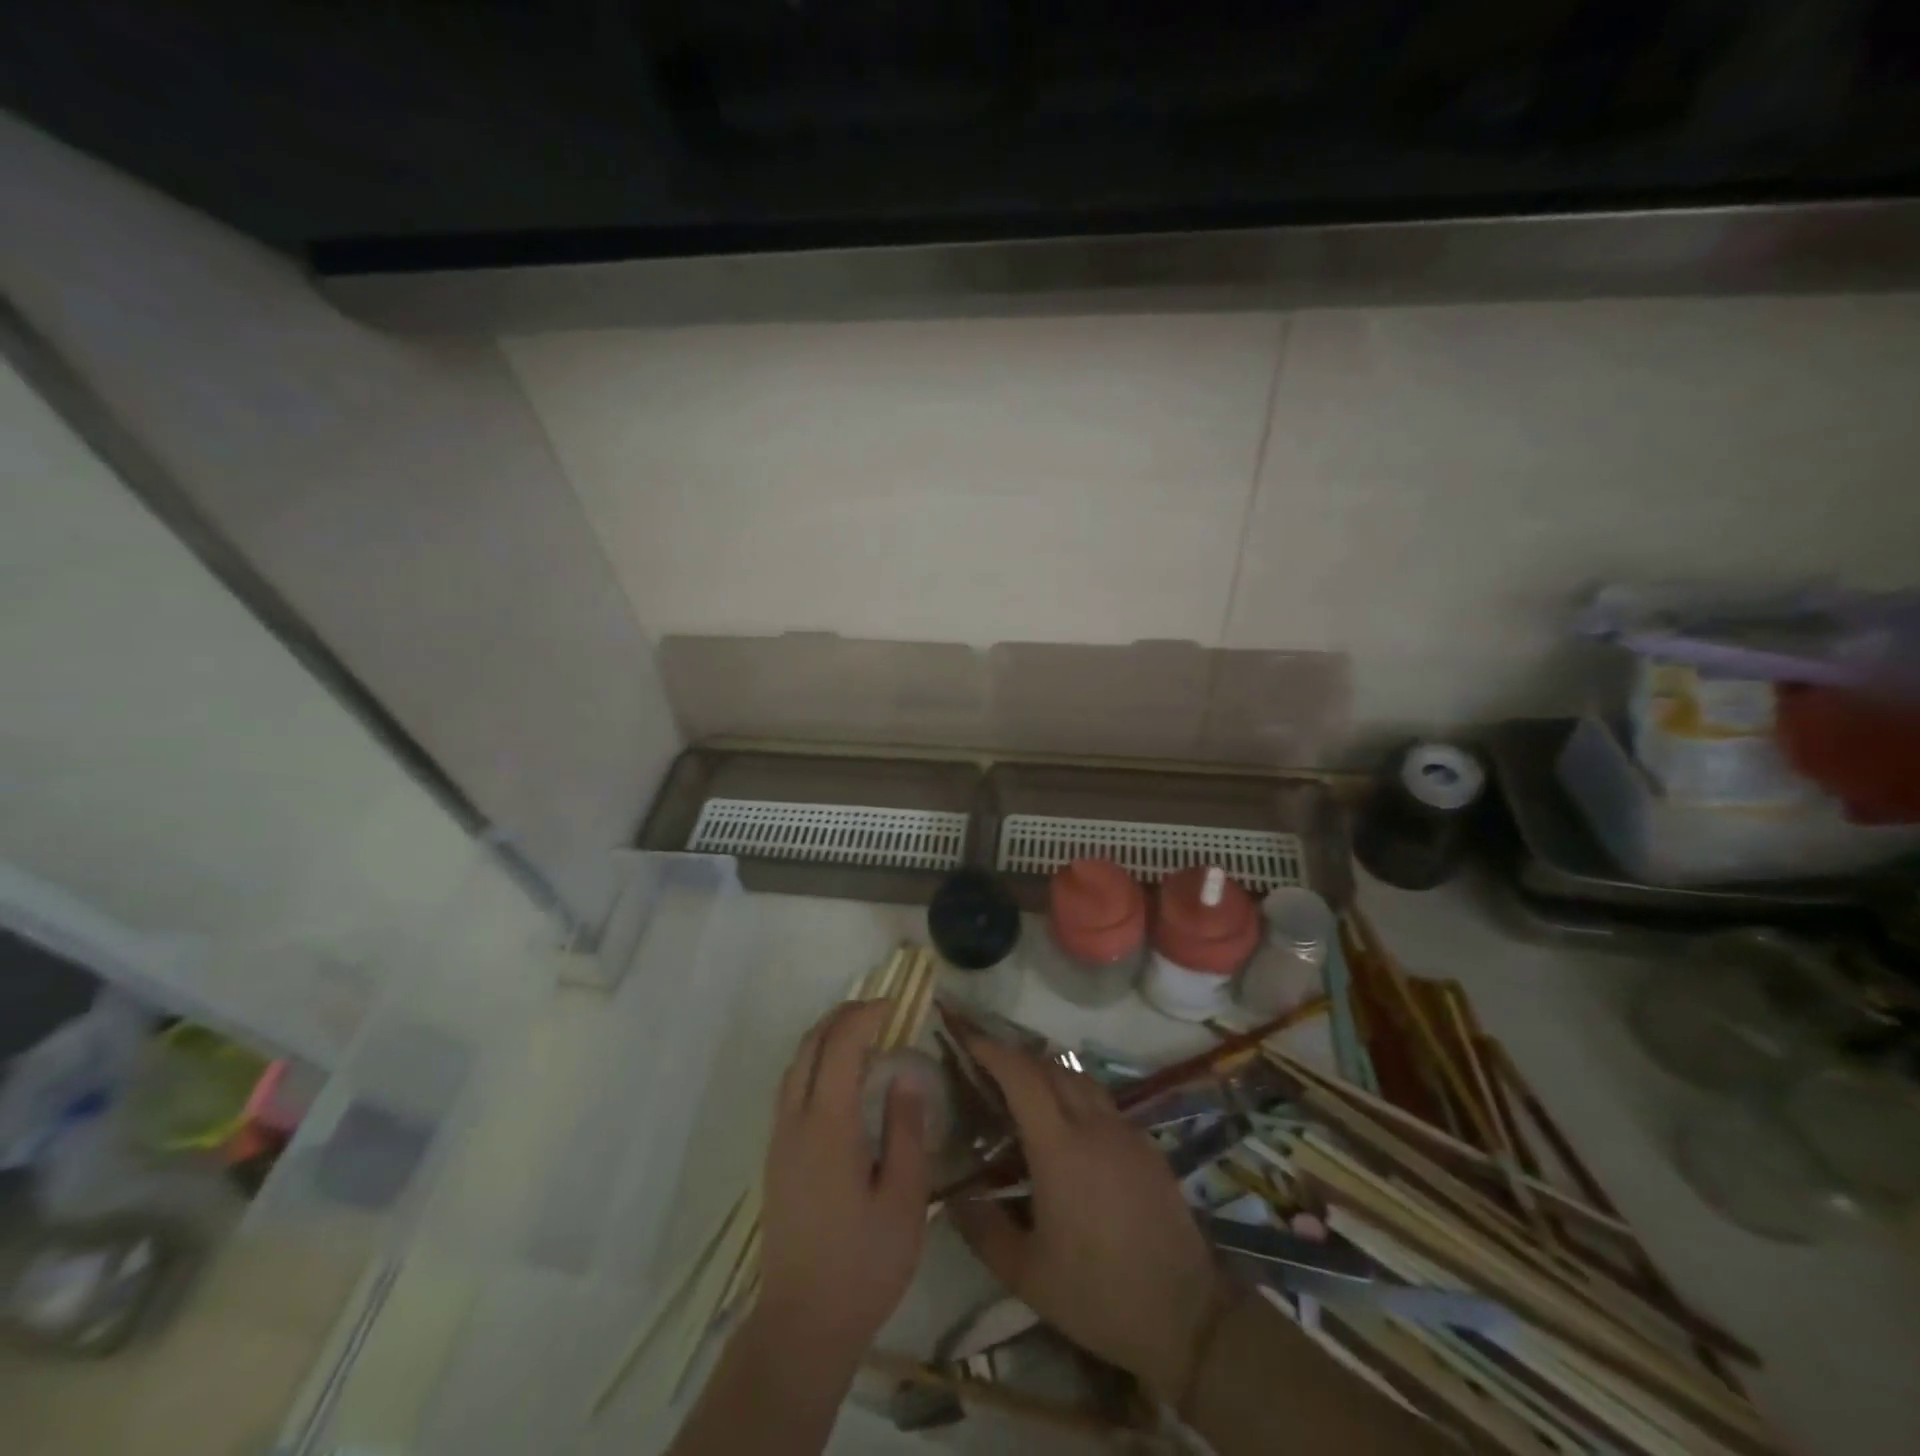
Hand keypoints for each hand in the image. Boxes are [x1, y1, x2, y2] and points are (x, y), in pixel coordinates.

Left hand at [757, 1001, 929, 1363]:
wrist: (802, 1325)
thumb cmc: (863, 1264)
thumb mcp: (904, 1198)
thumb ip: (906, 1129)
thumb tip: (906, 1074)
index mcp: (828, 1125)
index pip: (840, 1046)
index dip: (865, 1016)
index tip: (894, 1006)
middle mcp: (796, 1122)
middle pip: (810, 1046)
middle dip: (842, 1017)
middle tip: (879, 1010)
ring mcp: (780, 1139)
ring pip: (795, 1065)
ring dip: (825, 1037)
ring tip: (862, 1034)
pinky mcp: (777, 1157)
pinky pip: (791, 1088)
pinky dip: (815, 1062)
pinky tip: (839, 1078)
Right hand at [949, 1038, 1227, 1401]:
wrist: (1186, 1315)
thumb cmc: (1098, 1294)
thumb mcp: (1026, 1274)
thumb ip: (982, 1229)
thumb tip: (952, 1194)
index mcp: (1059, 1148)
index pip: (1021, 1075)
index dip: (991, 1050)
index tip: (967, 1037)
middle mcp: (1093, 1125)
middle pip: (1050, 1067)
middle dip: (1015, 1057)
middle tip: (986, 1067)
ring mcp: (1125, 1131)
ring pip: (1080, 1079)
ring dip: (1047, 1072)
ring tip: (1023, 1091)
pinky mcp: (1147, 1144)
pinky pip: (1103, 1102)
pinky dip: (1076, 1096)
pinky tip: (1068, 1128)